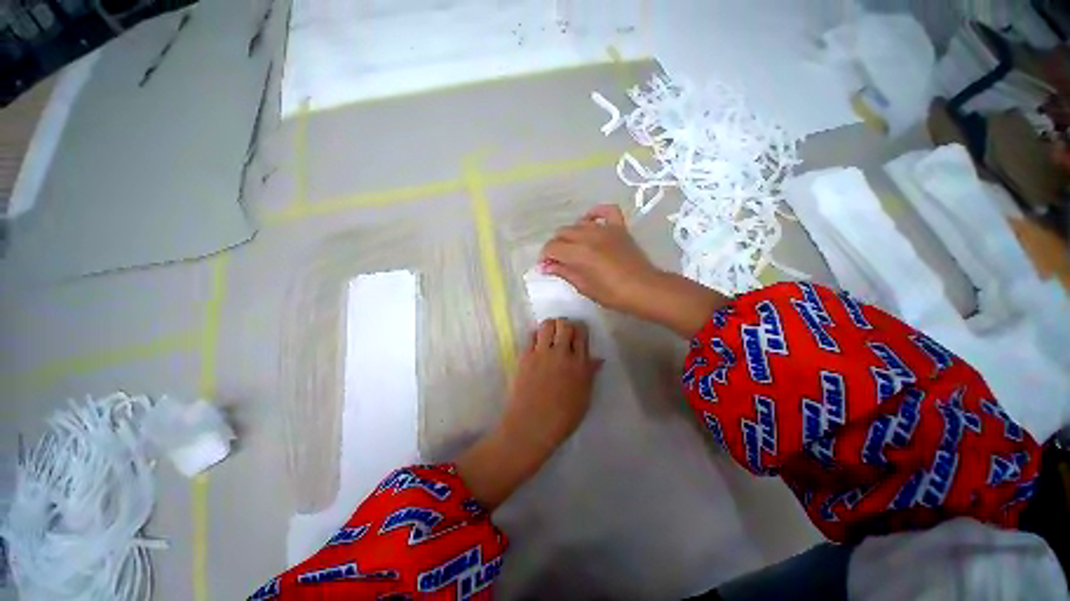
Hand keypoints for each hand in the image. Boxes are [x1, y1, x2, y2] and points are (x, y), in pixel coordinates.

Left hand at [501, 318, 602, 452]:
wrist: (530, 426)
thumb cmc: (561, 419)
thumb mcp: (583, 399)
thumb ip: (589, 375)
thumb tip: (597, 359)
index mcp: (579, 365)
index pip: (581, 335)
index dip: (580, 330)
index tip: (578, 333)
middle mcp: (561, 354)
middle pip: (565, 325)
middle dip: (566, 325)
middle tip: (564, 333)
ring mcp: (542, 354)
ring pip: (547, 325)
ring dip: (551, 325)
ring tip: (550, 333)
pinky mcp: (525, 357)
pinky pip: (531, 336)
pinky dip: (536, 334)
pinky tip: (537, 342)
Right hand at [540, 204, 662, 315]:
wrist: (644, 289)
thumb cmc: (612, 294)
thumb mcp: (584, 287)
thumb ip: (563, 272)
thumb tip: (545, 266)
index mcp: (579, 252)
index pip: (552, 247)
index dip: (545, 256)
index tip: (546, 267)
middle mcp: (589, 235)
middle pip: (562, 233)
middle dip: (555, 246)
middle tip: (558, 261)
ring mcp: (605, 229)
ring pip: (578, 223)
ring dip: (571, 234)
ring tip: (572, 247)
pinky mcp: (619, 227)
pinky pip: (606, 211)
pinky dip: (595, 214)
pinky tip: (590, 222)